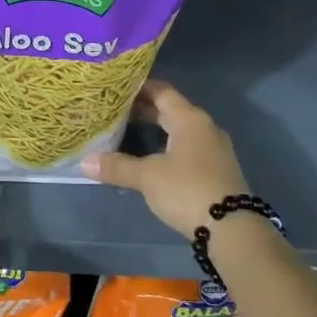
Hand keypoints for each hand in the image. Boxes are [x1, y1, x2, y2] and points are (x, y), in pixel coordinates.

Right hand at [81, 80, 249, 240]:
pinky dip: (165, 145)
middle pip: (170, 110)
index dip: (138, 88)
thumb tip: (84, 162)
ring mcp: (213, 149)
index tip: (114, 88)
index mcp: (190, 119)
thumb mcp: (148, 177)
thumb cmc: (188, 190)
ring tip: (126, 131)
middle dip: (142, 109)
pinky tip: (149, 157)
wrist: (232, 229)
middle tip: (113, 110)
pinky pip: (186, 147)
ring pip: (178, 129)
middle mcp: (204, 127)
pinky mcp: (215, 169)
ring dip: (154, 129)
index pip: (161, 91)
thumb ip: (117, 166)